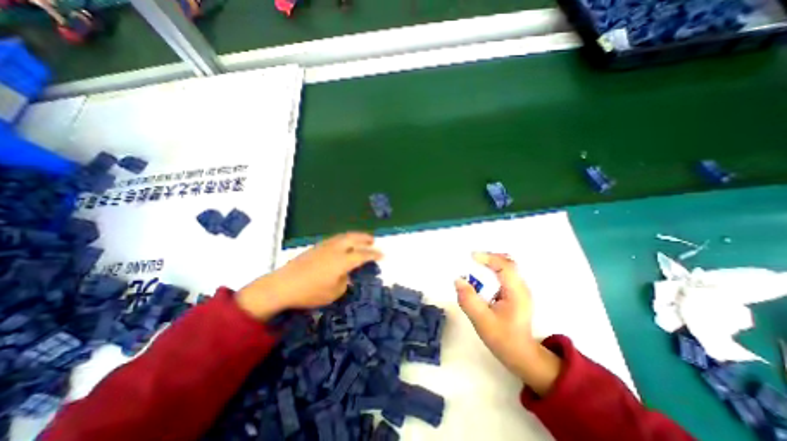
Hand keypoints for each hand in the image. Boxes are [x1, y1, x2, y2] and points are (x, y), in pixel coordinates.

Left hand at [235, 234, 382, 319]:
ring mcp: (325, 246)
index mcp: (342, 261)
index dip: (374, 254)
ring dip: (355, 236)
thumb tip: (346, 274)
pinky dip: (344, 238)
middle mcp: (336, 249)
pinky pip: (336, 238)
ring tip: (361, 239)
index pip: (363, 254)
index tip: (383, 255)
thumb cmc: (310, 292)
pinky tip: (344, 244)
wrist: (283, 285)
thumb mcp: (334, 292)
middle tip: (373, 240)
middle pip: (354, 238)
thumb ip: (344, 281)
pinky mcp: (316, 247)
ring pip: (344, 236)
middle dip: (365, 238)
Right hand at [456, 252, 558, 395]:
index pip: (505, 266)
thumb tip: (458, 280)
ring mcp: (520, 290)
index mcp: (516, 292)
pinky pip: (505, 274)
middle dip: (489, 257)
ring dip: (491, 262)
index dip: (488, 258)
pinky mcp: (516, 293)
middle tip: (472, 258)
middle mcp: (521, 287)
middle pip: (508, 262)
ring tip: (475, 263)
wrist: (521, 354)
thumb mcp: (482, 320)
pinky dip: (493, 270)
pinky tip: (483, 276)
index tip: (471, 257)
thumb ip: (469, 300)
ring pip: (507, 267)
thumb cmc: (503, 338)